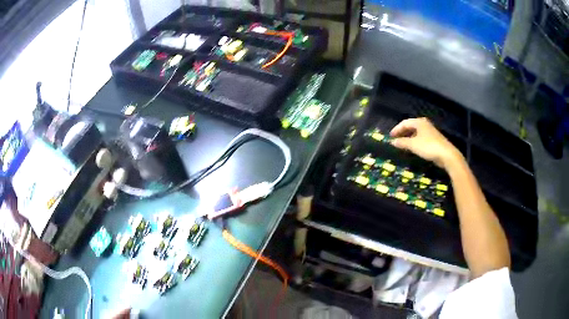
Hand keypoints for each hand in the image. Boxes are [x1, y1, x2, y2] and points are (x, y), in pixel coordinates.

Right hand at [390, 118, 462, 168]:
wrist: (447, 155)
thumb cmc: (428, 147)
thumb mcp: (413, 145)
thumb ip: (402, 142)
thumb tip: (392, 142)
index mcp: (419, 122)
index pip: (405, 123)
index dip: (396, 129)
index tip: (390, 136)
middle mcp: (425, 124)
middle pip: (411, 126)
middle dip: (402, 133)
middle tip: (395, 140)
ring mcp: (430, 132)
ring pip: (416, 132)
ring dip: (408, 137)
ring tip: (402, 145)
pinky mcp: (434, 140)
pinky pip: (421, 138)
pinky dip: (415, 141)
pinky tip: (413, 148)